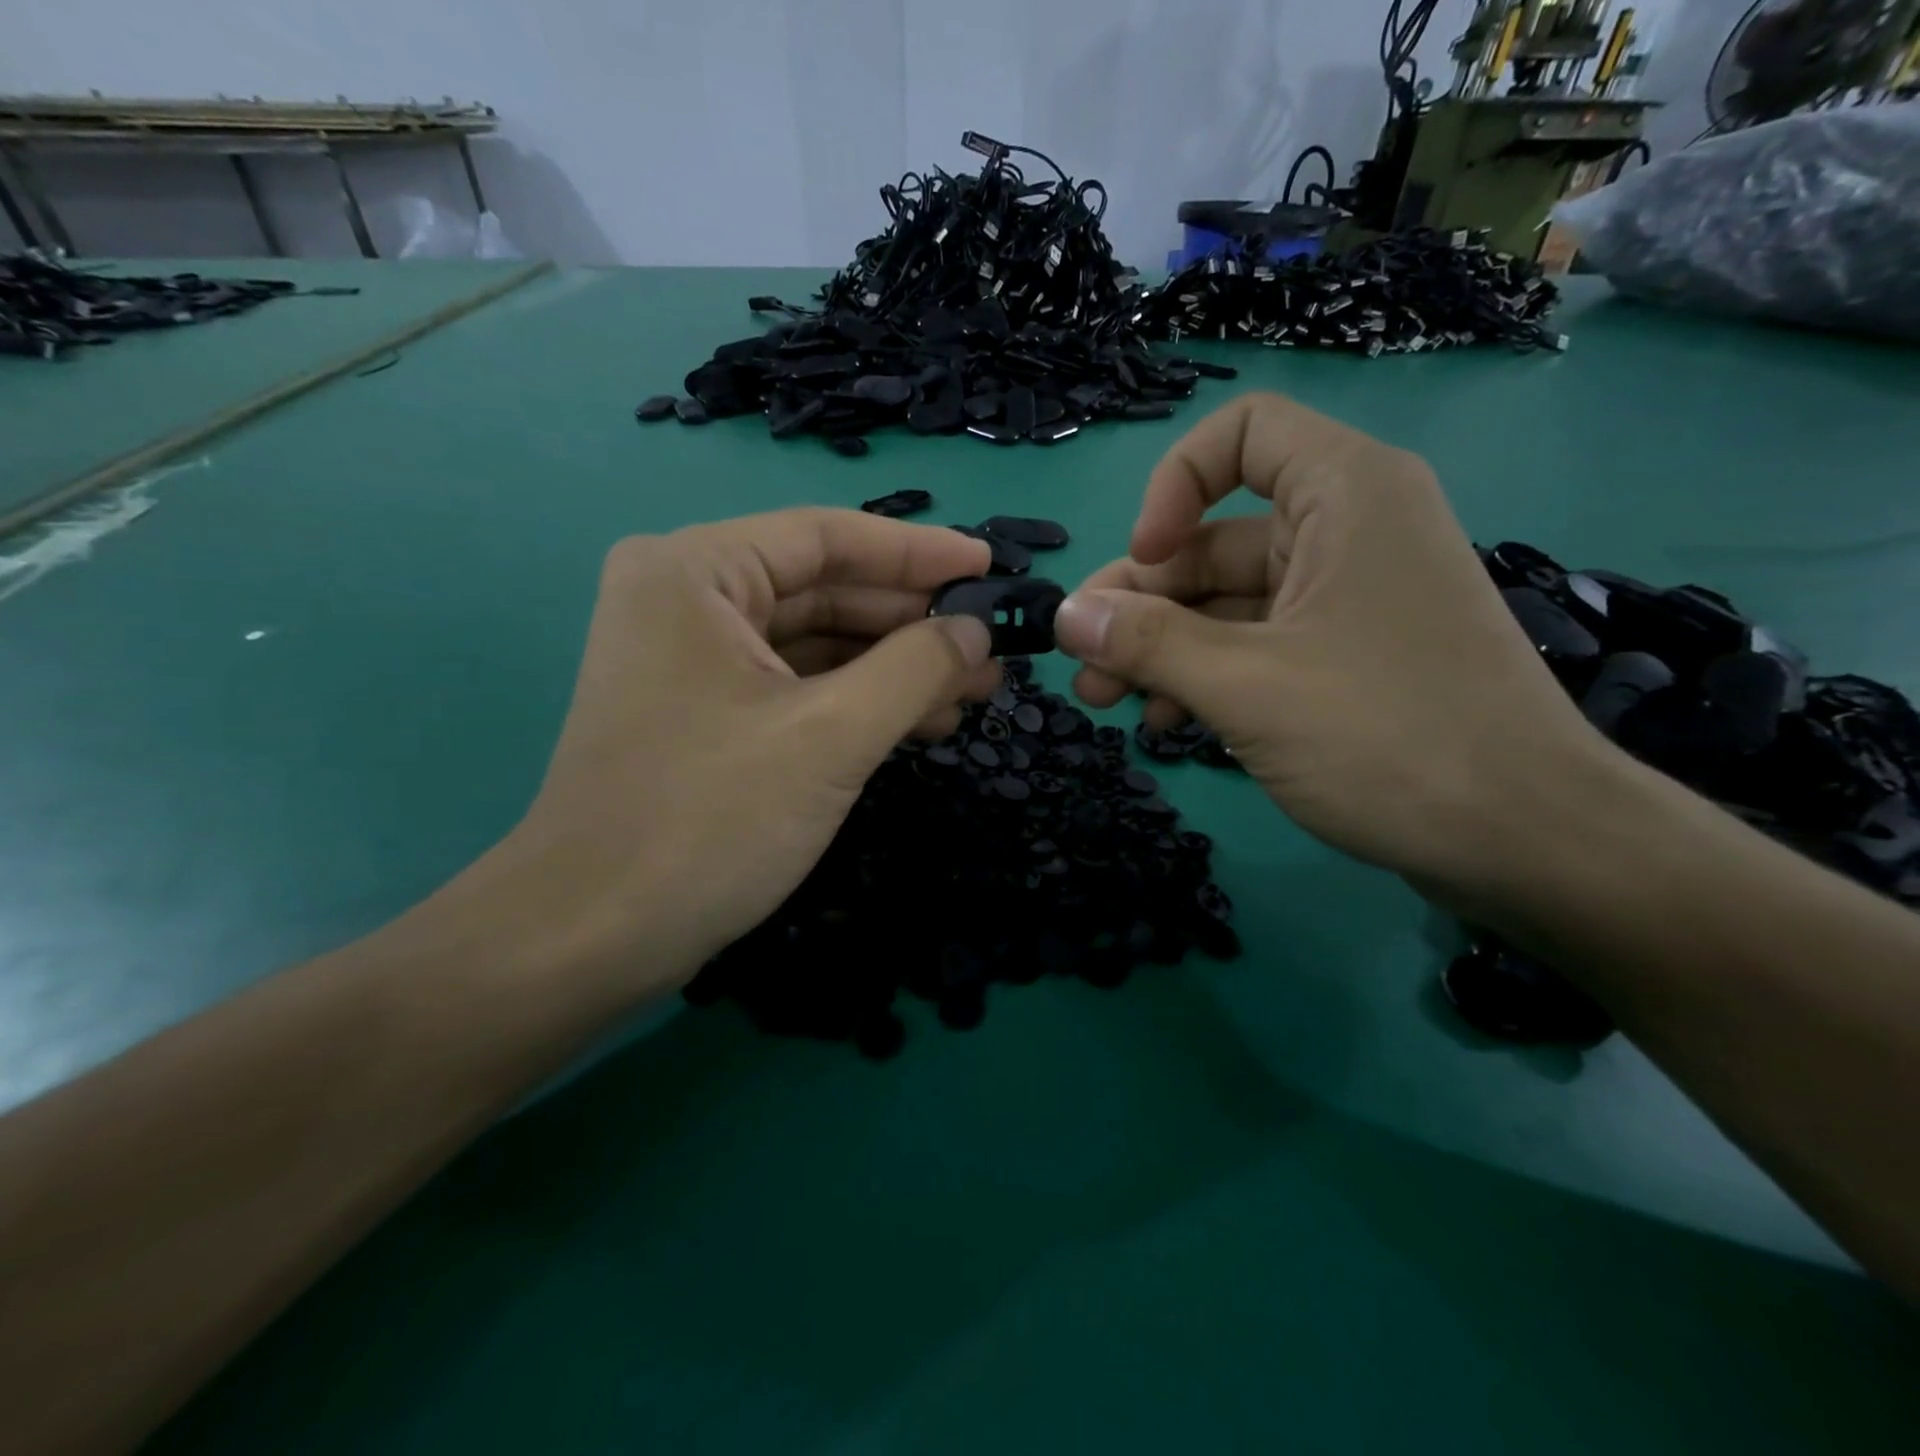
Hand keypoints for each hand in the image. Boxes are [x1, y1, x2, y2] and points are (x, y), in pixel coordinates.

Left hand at [462, 508, 998, 1000]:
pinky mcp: (705, 714)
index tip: (989, 569)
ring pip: (816, 644)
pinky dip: (858, 702)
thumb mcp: (831, 736)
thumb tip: (977, 631)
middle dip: (912, 623)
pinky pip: (797, 687)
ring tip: (973, 691)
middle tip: (992, 648)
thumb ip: (916, 668)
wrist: (592, 938)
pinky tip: (919, 721)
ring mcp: (692, 661)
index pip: (827, 538)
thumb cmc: (708, 820)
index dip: (918, 552)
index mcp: (696, 572)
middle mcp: (687, 599)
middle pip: (824, 590)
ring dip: (894, 668)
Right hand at [1056, 393, 1601, 893]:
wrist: (1526, 840)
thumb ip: (1146, 644)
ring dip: (1160, 649)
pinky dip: (1205, 676)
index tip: (1145, 558)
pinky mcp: (1345, 659)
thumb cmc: (1388, 737)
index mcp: (1344, 496)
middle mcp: (1346, 532)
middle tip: (1083, 663)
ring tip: (1105, 703)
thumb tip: (1065, 616)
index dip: (1175, 486)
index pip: (1242, 434)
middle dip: (1140, 602)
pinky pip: (1255, 647)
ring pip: (1226, 604)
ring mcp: (1346, 601)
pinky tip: (1166, 722)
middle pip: (1214, 540)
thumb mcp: (1247, 685)